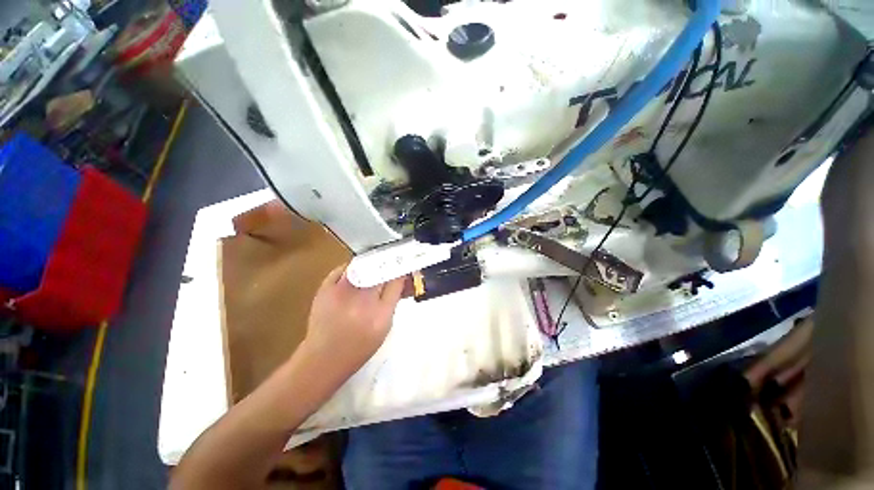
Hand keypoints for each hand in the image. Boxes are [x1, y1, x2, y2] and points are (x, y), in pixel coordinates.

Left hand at [300, 265, 405, 378]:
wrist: (323, 359)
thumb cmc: (359, 348)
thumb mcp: (385, 327)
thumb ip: (392, 301)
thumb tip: (399, 280)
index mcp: (380, 313)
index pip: (396, 281)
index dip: (401, 271)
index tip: (402, 268)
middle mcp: (362, 300)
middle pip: (380, 270)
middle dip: (387, 266)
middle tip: (389, 267)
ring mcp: (342, 293)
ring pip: (362, 265)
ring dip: (370, 265)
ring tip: (373, 270)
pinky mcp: (325, 289)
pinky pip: (343, 269)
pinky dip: (352, 268)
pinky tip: (356, 274)